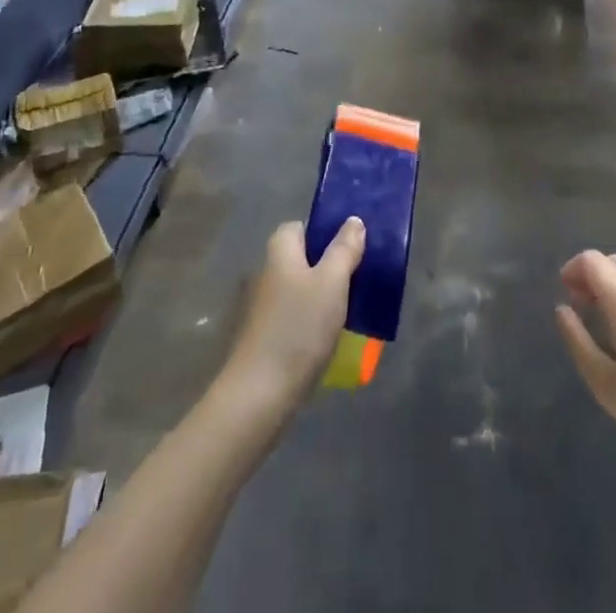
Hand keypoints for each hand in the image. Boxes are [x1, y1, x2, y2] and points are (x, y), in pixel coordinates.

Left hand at [219, 219, 365, 416]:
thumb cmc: (299, 328)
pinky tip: (327, 338)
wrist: (260, 394)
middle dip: (326, 267)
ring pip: (298, 290)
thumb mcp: (331, 282)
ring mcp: (262, 307)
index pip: (299, 227)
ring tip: (348, 310)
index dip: (323, 233)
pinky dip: (309, 322)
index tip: (348, 249)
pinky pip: (293, 317)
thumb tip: (353, 221)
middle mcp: (266, 273)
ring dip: (320, 297)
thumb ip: (344, 249)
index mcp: (280, 252)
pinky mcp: (263, 337)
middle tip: (356, 280)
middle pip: (300, 259)